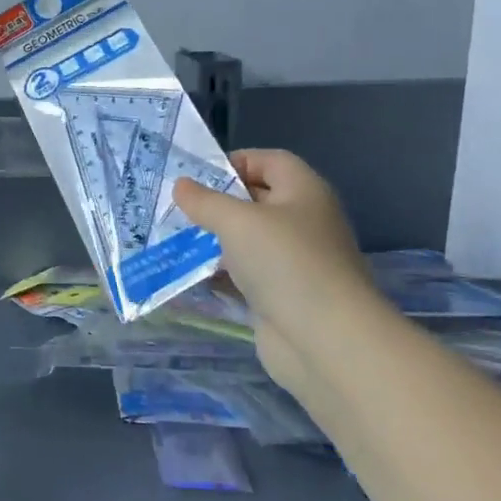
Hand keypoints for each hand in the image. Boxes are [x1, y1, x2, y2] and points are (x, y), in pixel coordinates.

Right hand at [173, 150, 376, 398]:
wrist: (325, 339)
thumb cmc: (285, 263)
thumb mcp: (237, 222)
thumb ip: (205, 201)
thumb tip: (181, 185)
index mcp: (304, 192)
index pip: (270, 161)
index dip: (235, 162)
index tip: (196, 178)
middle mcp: (303, 221)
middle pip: (256, 199)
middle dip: (217, 203)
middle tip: (176, 208)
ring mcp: (294, 260)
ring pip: (248, 240)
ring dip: (214, 239)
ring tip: (175, 238)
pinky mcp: (281, 294)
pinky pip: (245, 273)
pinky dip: (220, 272)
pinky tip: (191, 274)